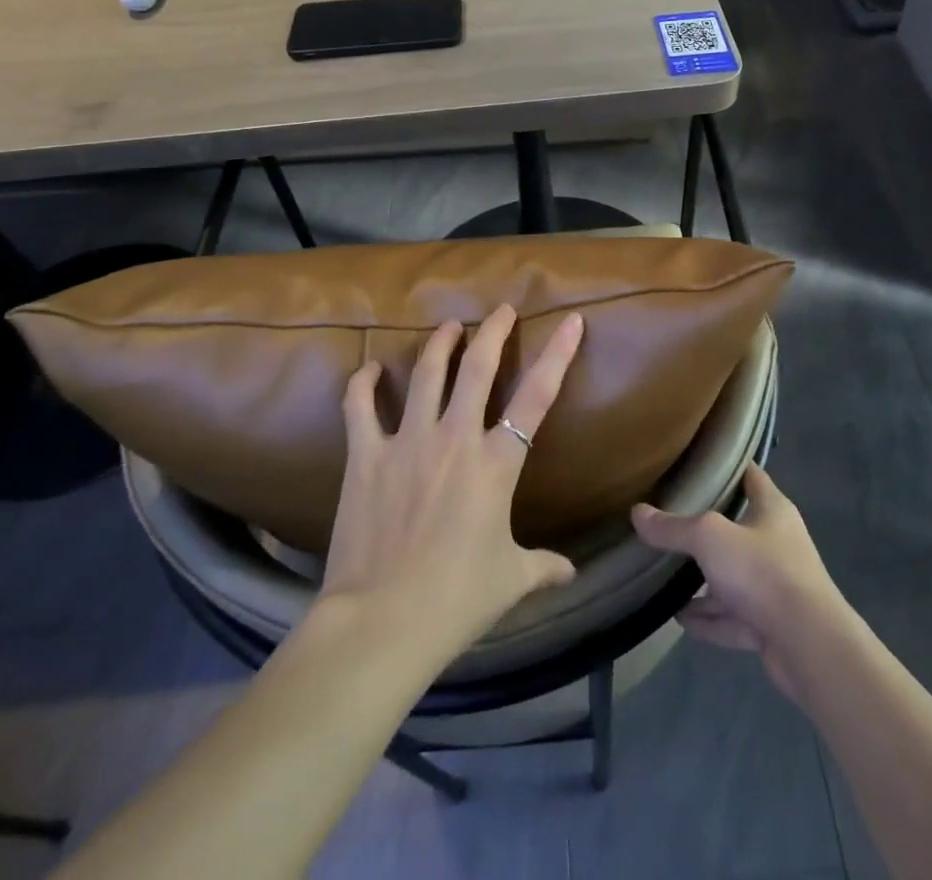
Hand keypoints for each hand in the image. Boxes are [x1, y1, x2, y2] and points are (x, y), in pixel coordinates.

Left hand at [318, 305, 583, 663]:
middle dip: (494, 331)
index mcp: (496, 463)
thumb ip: (543, 567)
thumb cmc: (456, 600)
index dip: (558, 354)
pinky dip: (364, 383)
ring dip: (440, 343)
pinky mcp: (366, 455)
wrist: (382, 621)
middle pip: (479, 366)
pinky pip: (361, 407)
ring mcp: (408, 440)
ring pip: (427, 373)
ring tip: (449, 326)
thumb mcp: (510, 581)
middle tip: (501, 309)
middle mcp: (455, 437)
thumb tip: (571, 572)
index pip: (537, 396)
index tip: (571, 320)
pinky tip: (371, 370)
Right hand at [632, 464, 849, 701]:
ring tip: (667, 573)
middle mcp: (777, 543)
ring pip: (733, 576)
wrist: (808, 646)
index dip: (729, 465)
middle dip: (707, 527)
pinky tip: (679, 617)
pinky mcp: (771, 625)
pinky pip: (732, 617)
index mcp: (773, 510)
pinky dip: (708, 617)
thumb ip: (673, 527)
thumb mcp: (710, 538)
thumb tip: (637, 512)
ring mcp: (776, 587)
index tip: (699, 459)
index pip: (751, 475)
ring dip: (705, 579)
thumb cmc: (763, 571)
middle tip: (671, 518)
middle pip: (738, 528)